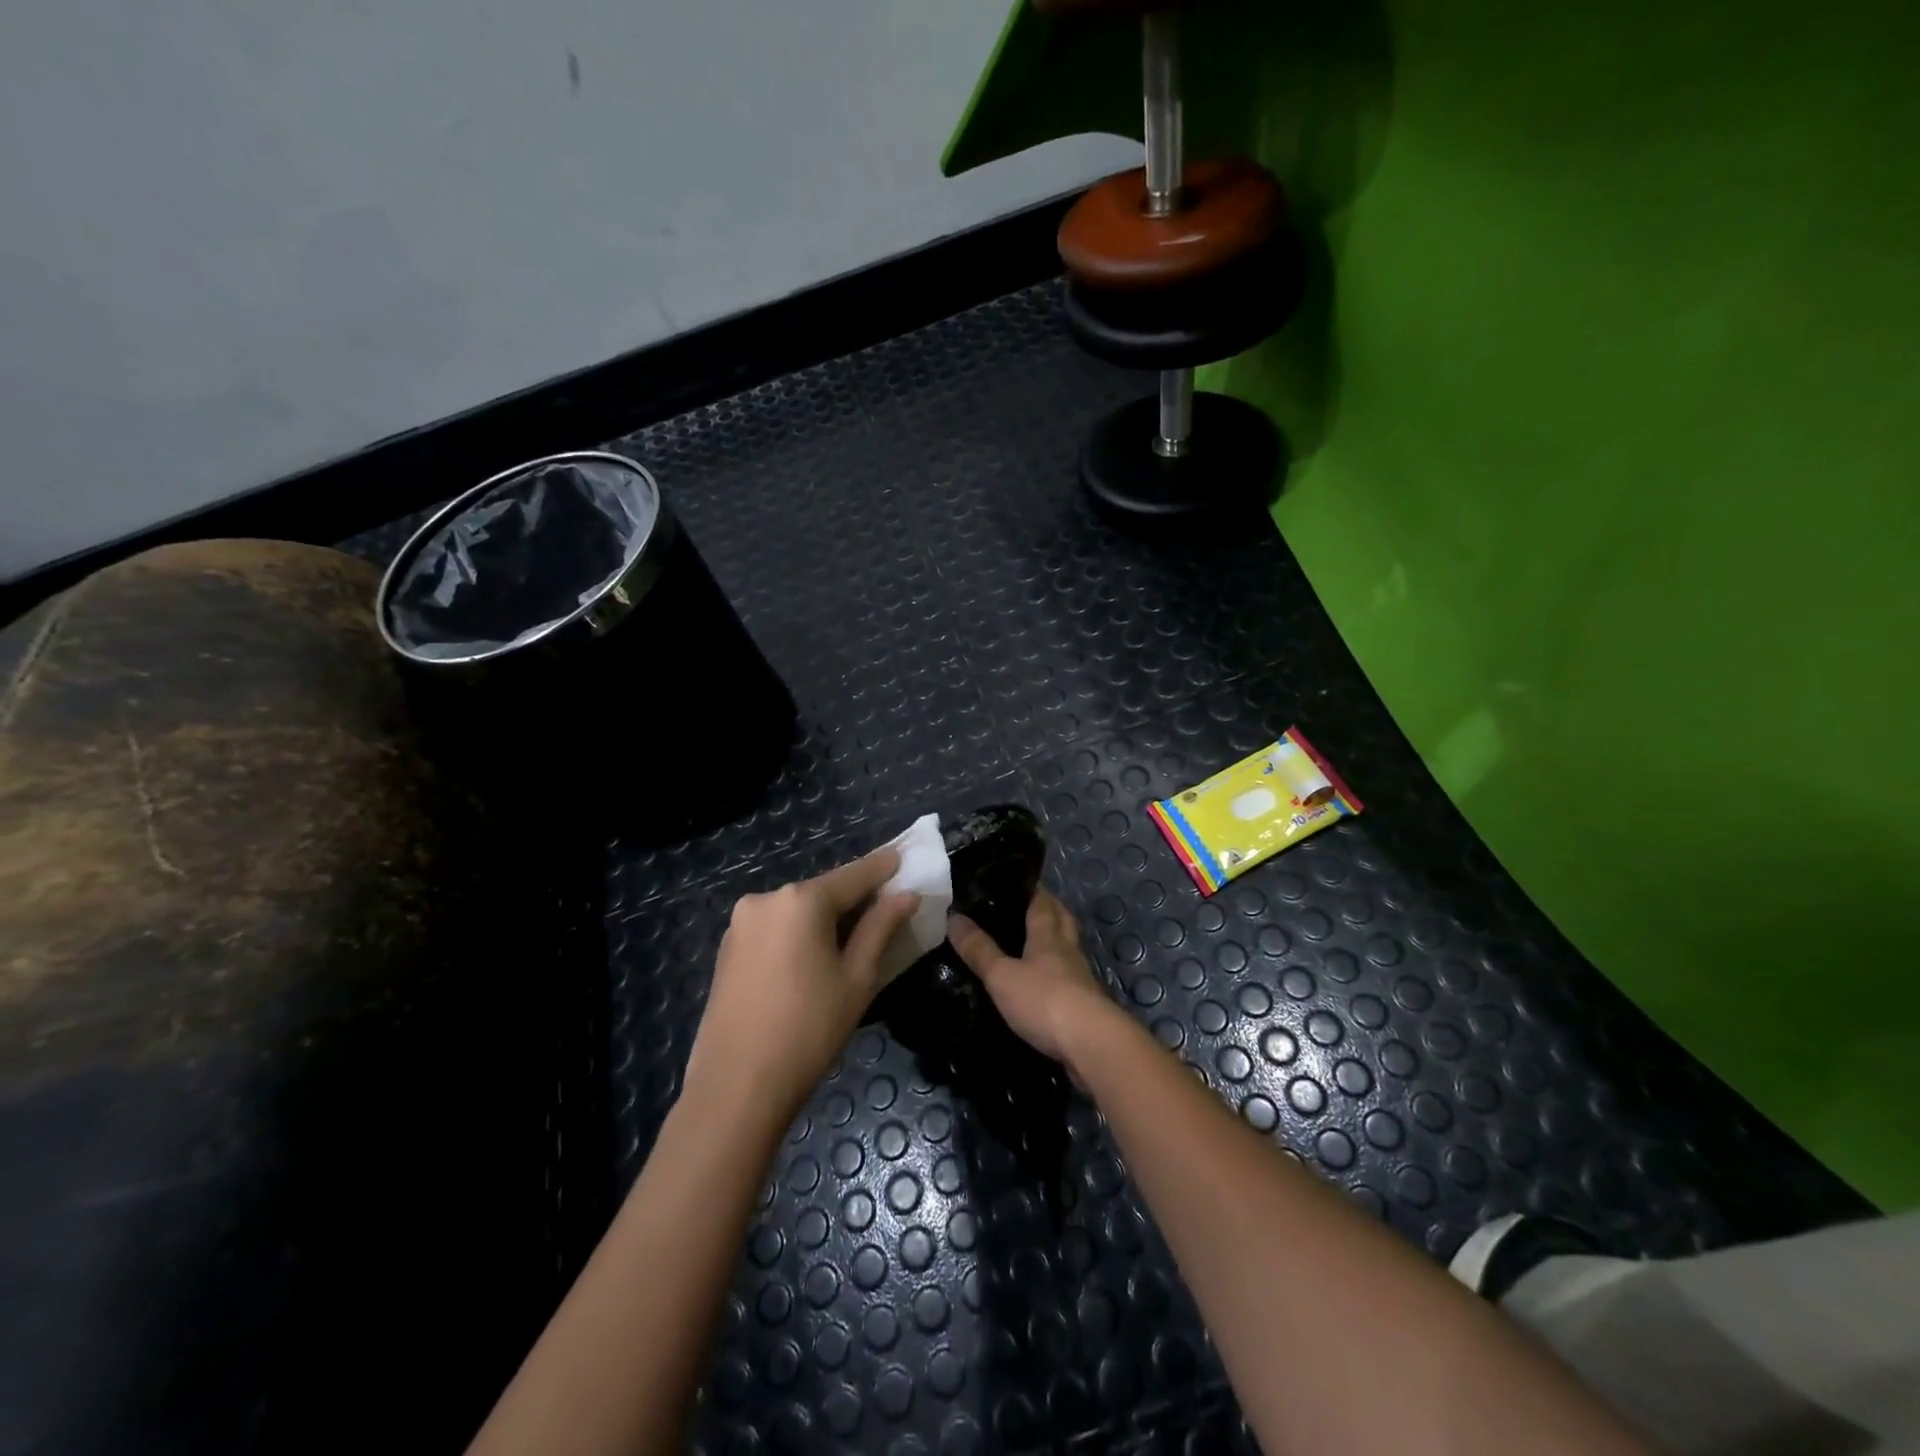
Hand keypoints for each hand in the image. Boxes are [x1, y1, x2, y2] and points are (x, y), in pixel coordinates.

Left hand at [685, 849, 918, 1120]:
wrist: (735, 1087)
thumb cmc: (809, 1030)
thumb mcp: (857, 978)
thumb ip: (881, 927)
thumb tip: (906, 895)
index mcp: (801, 900)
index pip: (854, 875)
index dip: (883, 867)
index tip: (905, 857)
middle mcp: (766, 899)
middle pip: (823, 891)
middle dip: (854, 897)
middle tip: (885, 907)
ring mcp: (741, 923)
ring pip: (797, 910)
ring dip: (825, 917)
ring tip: (853, 938)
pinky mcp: (728, 948)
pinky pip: (775, 928)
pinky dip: (799, 933)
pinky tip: (813, 957)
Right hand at [948, 886, 1117, 1068]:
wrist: (1092, 1045)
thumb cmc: (1044, 1000)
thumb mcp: (1002, 976)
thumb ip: (979, 949)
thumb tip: (953, 917)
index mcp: (1048, 934)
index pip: (1042, 900)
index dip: (1030, 888)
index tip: (1014, 881)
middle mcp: (1067, 948)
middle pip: (1061, 919)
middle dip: (1047, 909)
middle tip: (1023, 906)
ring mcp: (1080, 976)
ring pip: (1066, 948)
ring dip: (1053, 941)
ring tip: (1029, 942)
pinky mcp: (1084, 1003)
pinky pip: (1068, 977)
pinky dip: (1055, 973)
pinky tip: (1041, 981)